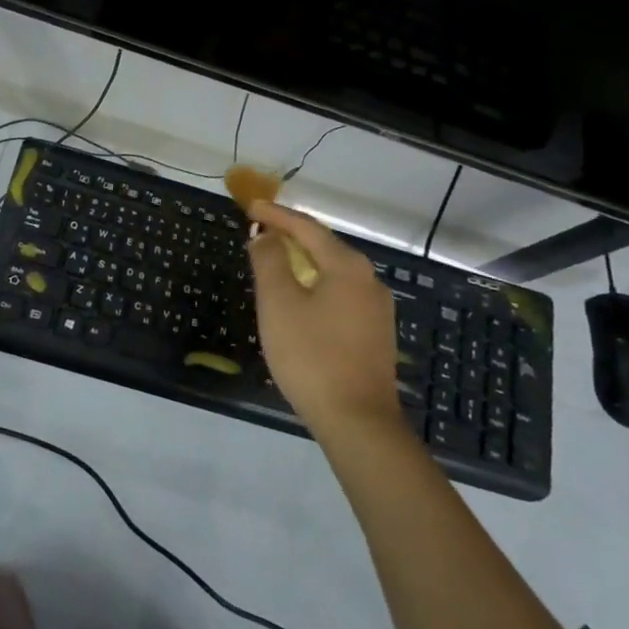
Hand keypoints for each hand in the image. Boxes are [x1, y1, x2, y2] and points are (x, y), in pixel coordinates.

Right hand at [248, 201, 402, 440]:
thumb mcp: (279, 304)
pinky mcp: (375, 334)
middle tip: (261, 232)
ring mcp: (377, 309)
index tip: (251, 208)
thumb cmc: (311, 356)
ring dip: (304, 263)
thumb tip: (265, 237)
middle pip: (325, 247)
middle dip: (292, 237)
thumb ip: (269, 262)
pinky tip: (301, 300)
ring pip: (334, 273)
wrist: (357, 420)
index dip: (277, 216)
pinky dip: (316, 286)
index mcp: (347, 266)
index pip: (307, 228)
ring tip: (276, 263)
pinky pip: (341, 295)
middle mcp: (369, 280)